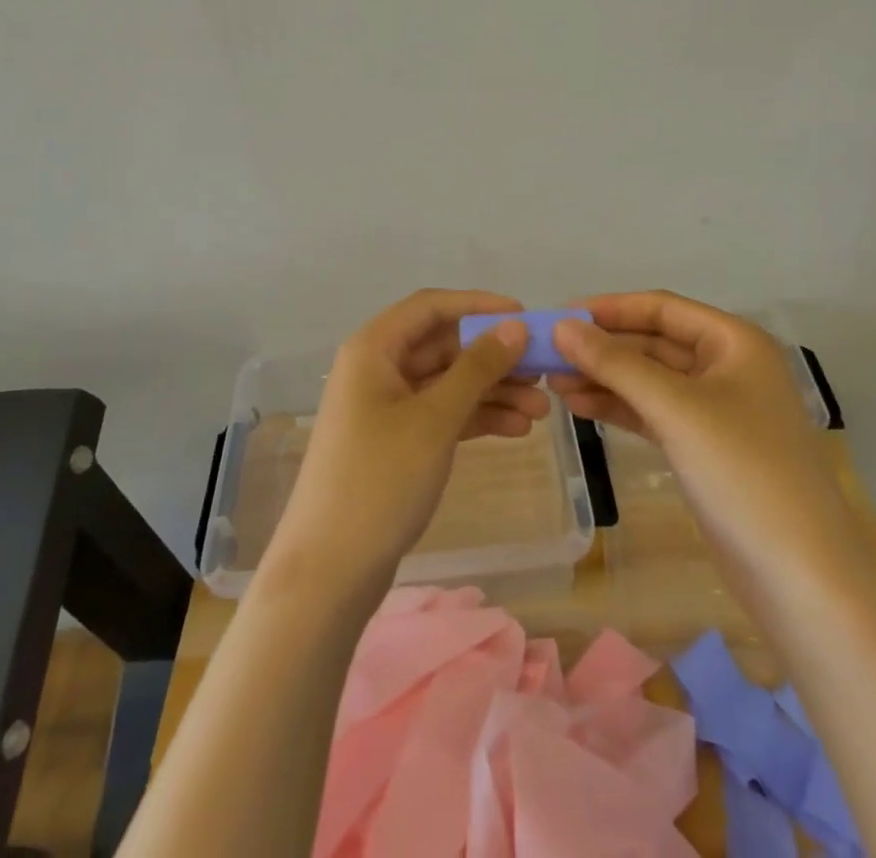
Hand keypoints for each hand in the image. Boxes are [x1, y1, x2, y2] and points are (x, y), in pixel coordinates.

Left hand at [264, 290, 547, 591]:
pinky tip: (517, 429)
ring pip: (447, 383)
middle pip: (443, 346)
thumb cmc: (380, 479)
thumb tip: (514, 326)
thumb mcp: (435, 418)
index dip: (479, 305)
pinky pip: (441, 414)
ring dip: (492, 391)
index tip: (525, 317)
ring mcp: (386, 407)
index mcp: (374, 348)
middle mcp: (377, 368)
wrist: (330, 570)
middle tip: (544, 373)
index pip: (431, 306)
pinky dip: (475, 418)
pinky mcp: (396, 442)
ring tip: (543, 410)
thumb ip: (477, 368)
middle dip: (494, 358)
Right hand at [546, 291, 842, 549]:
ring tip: (553, 384)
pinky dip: (619, 407)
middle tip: (547, 356)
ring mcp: (717, 410)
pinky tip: (580, 407)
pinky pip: (653, 412)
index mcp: (734, 342)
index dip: (609, 309)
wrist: (801, 578)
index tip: (559, 317)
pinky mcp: (704, 448)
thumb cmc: (743, 472)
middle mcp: (727, 367)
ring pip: (649, 379)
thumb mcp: (674, 408)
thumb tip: (561, 327)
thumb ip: (615, 363)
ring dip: (605, 378)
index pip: (661, 308)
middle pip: (653, 343)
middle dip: (602, 348)